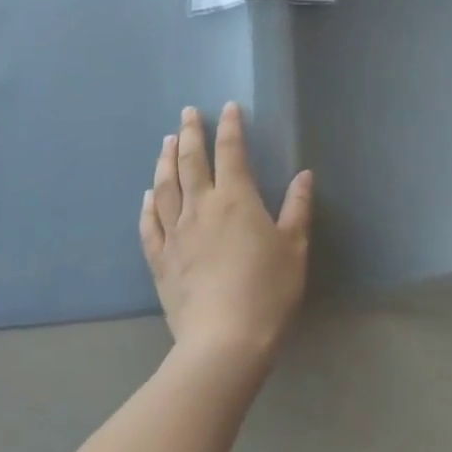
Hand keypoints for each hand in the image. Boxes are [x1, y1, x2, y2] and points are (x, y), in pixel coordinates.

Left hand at [141, 103, 312, 369]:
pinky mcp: (161, 261)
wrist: (224, 343)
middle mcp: (201, 208)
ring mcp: (176, 234)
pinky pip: (149, 225)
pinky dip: (147, 205)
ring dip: (166, 160)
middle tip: (188, 113)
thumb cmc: (267, 292)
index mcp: (236, 199)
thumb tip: (304, 175)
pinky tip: (148, 194)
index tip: (228, 107)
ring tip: (167, 142)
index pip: (231, 152)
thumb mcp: (294, 248)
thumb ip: (297, 208)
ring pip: (165, 187)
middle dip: (191, 133)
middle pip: (192, 162)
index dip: (230, 127)